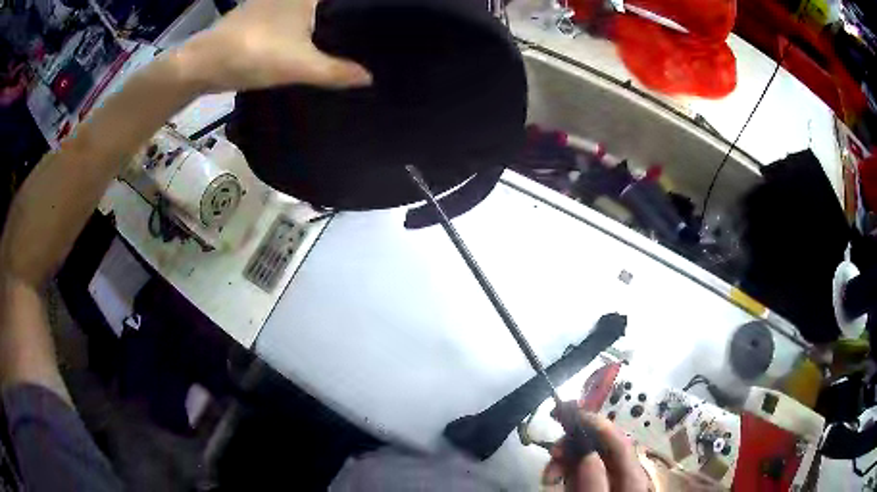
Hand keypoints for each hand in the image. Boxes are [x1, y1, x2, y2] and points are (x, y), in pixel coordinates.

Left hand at [177, 0, 371, 92]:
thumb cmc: (254, 53)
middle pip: (326, 6)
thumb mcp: (300, 65)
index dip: (361, 11)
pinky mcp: (260, 17)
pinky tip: (311, 43)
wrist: (203, 63)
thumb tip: (370, 78)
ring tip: (345, 42)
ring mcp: (274, 3)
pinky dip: (303, 28)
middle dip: (342, 19)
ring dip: (321, 23)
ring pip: (308, 12)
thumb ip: (336, 71)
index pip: (345, 2)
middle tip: (365, 40)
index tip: (379, 24)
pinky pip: (292, 19)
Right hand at [543, 412, 649, 490]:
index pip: (617, 441)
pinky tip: (551, 480)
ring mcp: (605, 479)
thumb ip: (594, 483)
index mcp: (630, 475)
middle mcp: (620, 472)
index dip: (596, 422)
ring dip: (563, 460)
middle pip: (599, 446)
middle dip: (573, 444)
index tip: (569, 412)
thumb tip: (585, 452)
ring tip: (547, 474)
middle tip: (552, 450)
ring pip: (584, 457)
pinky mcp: (591, 485)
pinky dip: (561, 472)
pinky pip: (576, 472)